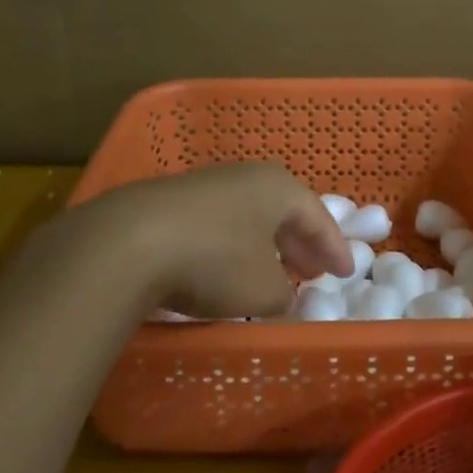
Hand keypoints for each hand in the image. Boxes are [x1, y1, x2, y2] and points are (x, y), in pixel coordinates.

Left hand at [83, 163, 353, 319]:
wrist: (126, 242)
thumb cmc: (214, 260)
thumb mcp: (263, 290)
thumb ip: (283, 294)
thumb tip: (280, 294)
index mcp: (278, 188)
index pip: (318, 217)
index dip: (334, 248)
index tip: (346, 272)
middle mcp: (245, 177)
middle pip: (283, 211)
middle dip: (300, 243)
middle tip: (312, 270)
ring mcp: (205, 185)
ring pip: (248, 215)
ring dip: (264, 244)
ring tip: (271, 271)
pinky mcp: (170, 201)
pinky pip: (217, 222)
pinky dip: (231, 244)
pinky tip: (224, 267)